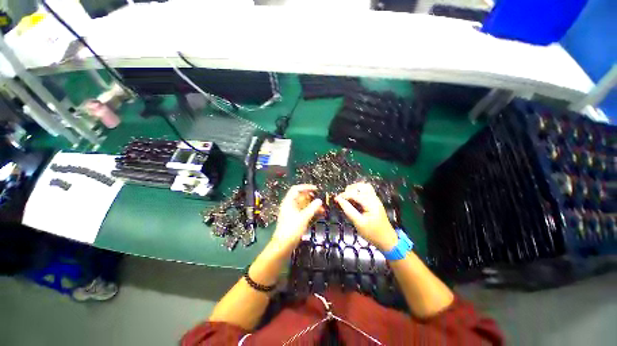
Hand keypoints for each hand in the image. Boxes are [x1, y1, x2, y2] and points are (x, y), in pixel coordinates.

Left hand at [269, 184, 322, 255]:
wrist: (283, 245)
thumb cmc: (292, 229)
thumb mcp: (303, 217)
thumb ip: (312, 208)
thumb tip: (319, 200)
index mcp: (288, 202)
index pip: (296, 189)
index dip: (306, 187)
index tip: (316, 189)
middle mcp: (289, 205)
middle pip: (300, 197)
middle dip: (311, 197)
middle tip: (320, 199)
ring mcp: (292, 212)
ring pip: (303, 205)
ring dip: (312, 205)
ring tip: (322, 208)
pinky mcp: (295, 219)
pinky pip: (304, 212)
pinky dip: (311, 212)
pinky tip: (318, 214)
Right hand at [335, 183, 397, 251]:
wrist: (387, 240)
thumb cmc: (372, 233)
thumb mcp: (358, 223)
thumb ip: (348, 210)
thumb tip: (338, 200)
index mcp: (371, 203)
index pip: (355, 194)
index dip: (344, 195)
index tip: (336, 199)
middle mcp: (374, 198)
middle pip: (361, 186)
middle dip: (350, 189)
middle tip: (343, 198)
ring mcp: (375, 199)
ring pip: (364, 187)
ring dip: (354, 189)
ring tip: (347, 197)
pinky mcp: (374, 202)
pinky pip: (366, 192)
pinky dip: (358, 193)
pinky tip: (353, 200)